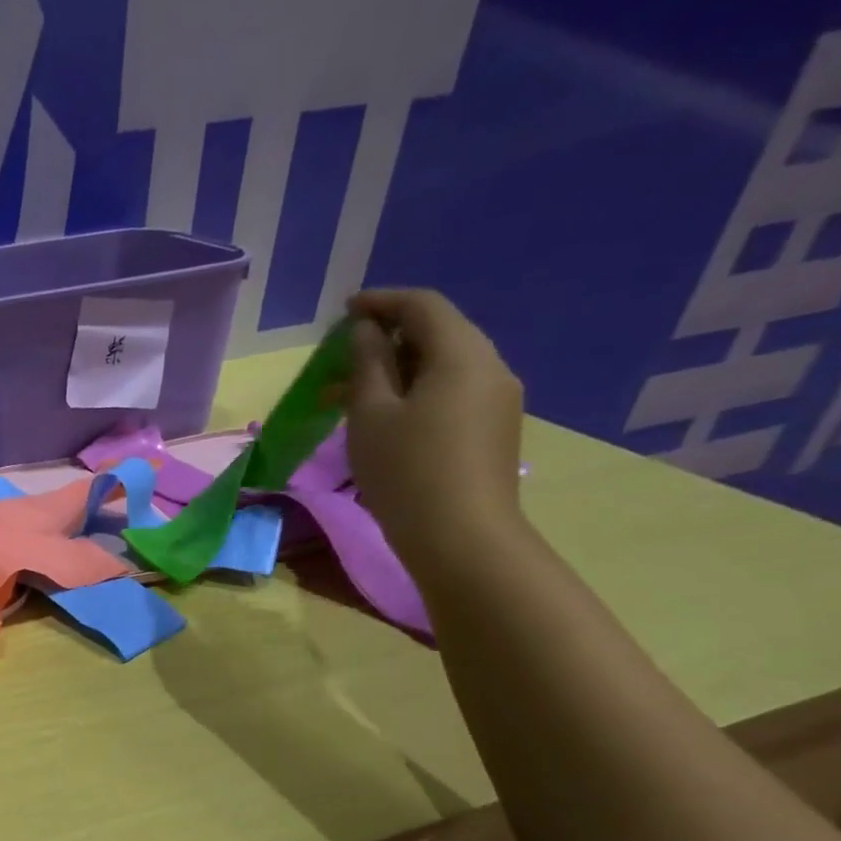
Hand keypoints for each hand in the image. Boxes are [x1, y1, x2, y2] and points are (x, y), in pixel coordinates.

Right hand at [343, 288, 526, 574]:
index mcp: (462, 355)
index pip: (423, 307)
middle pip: (439, 332)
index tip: (344, 311)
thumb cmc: (406, 471)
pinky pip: (451, 392)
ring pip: (443, 365)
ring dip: (398, 368)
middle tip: (344, 352)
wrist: (461, 537)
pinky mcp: (493, 429)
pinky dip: (415, 390)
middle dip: (389, 336)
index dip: (381, 302)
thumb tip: (367, 331)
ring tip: (352, 390)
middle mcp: (490, 367)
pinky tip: (385, 415)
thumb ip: (368, 363)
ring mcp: (497, 400)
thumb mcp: (371, 414)